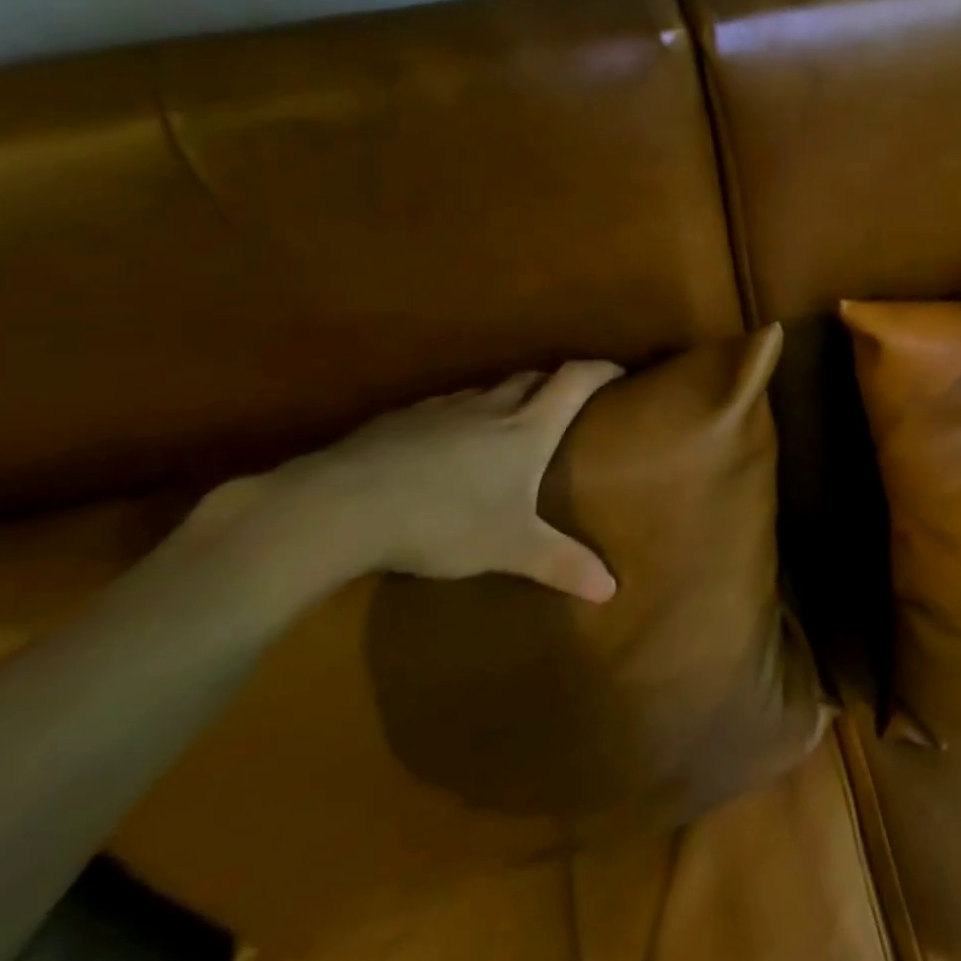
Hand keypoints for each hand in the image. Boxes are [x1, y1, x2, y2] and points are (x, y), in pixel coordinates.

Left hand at [188, 363, 624, 601]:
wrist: (341, 506)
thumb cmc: (443, 520)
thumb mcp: (509, 548)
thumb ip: (561, 563)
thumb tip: (611, 590)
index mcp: (527, 428)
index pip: (575, 380)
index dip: (601, 370)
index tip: (620, 371)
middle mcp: (491, 406)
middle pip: (534, 377)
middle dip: (555, 383)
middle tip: (567, 404)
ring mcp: (444, 408)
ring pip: (488, 390)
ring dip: (508, 398)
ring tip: (509, 426)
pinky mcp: (402, 418)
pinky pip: (448, 407)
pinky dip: (463, 417)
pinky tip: (447, 447)